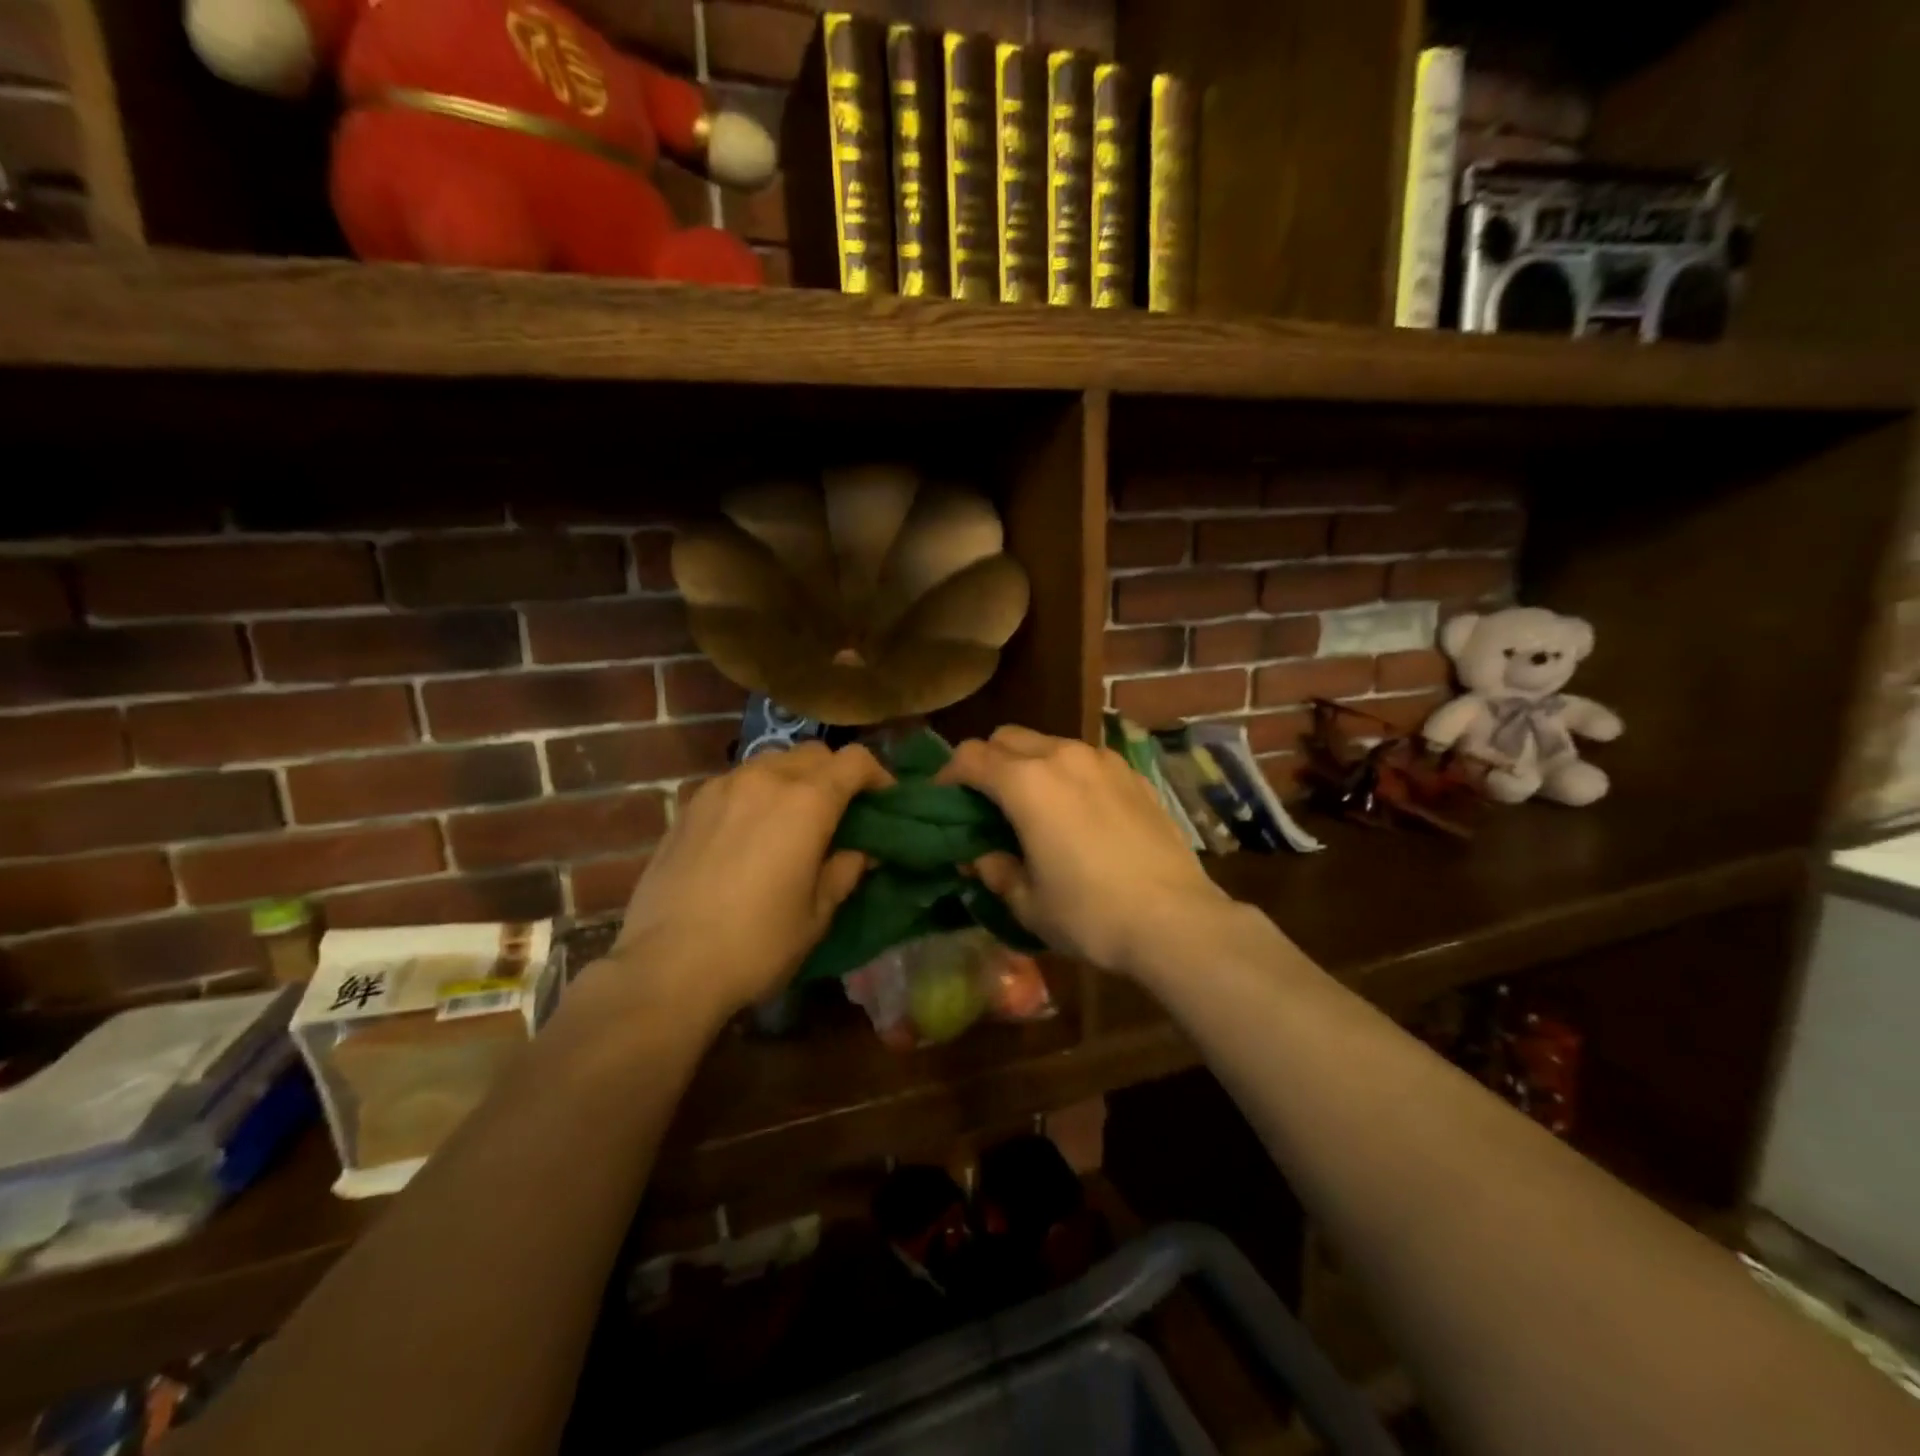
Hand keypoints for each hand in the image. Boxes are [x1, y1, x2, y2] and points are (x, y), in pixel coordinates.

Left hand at [608, 742, 891, 1020]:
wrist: (667, 966)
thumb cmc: (757, 944)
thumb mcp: (817, 914)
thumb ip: (844, 871)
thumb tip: (859, 851)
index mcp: (806, 802)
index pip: (854, 761)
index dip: (877, 775)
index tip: (884, 800)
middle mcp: (765, 779)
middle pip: (813, 753)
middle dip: (835, 773)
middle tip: (840, 810)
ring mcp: (721, 787)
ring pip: (771, 762)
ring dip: (793, 778)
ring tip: (792, 817)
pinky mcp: (689, 805)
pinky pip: (735, 782)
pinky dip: (755, 793)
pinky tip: (749, 830)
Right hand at [936, 726, 1234, 976]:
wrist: (1175, 920)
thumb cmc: (1090, 914)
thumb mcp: (1028, 903)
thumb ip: (995, 870)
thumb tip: (982, 855)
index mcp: (1026, 783)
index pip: (970, 756)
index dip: (949, 774)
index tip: (944, 798)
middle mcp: (1063, 756)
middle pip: (1008, 736)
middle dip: (988, 761)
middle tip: (987, 801)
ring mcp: (1103, 761)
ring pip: (1049, 743)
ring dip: (1030, 764)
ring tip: (1035, 805)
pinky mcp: (1133, 774)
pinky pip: (1086, 760)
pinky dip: (1068, 774)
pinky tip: (1080, 812)